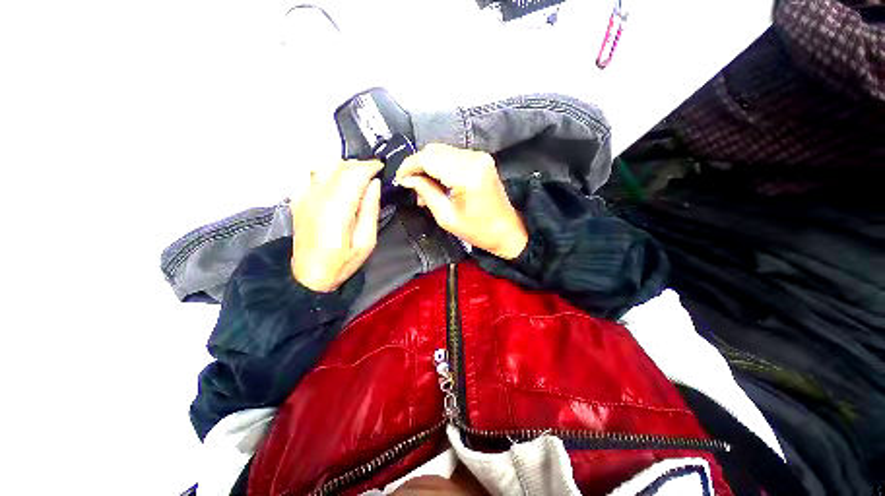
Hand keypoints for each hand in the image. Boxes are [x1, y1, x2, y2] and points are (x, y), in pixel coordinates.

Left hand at [291, 160, 382, 291]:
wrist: (308, 277)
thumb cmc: (342, 263)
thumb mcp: (366, 242)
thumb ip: (370, 210)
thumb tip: (374, 184)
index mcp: (337, 209)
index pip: (354, 173)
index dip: (370, 166)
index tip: (382, 168)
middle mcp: (317, 196)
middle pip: (339, 165)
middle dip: (359, 165)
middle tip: (373, 176)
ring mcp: (303, 196)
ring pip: (324, 164)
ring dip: (344, 167)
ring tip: (356, 180)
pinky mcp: (297, 199)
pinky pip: (313, 174)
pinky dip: (328, 173)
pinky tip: (337, 187)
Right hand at [395, 144, 527, 259]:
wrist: (507, 230)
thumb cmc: (477, 230)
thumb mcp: (446, 217)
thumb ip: (426, 192)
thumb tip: (407, 179)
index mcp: (466, 175)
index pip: (428, 158)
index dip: (409, 166)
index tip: (400, 179)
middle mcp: (474, 158)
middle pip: (434, 150)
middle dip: (418, 166)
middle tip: (412, 187)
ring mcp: (479, 156)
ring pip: (442, 151)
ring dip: (428, 166)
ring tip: (424, 189)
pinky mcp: (481, 159)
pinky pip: (452, 155)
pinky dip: (440, 166)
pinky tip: (437, 183)